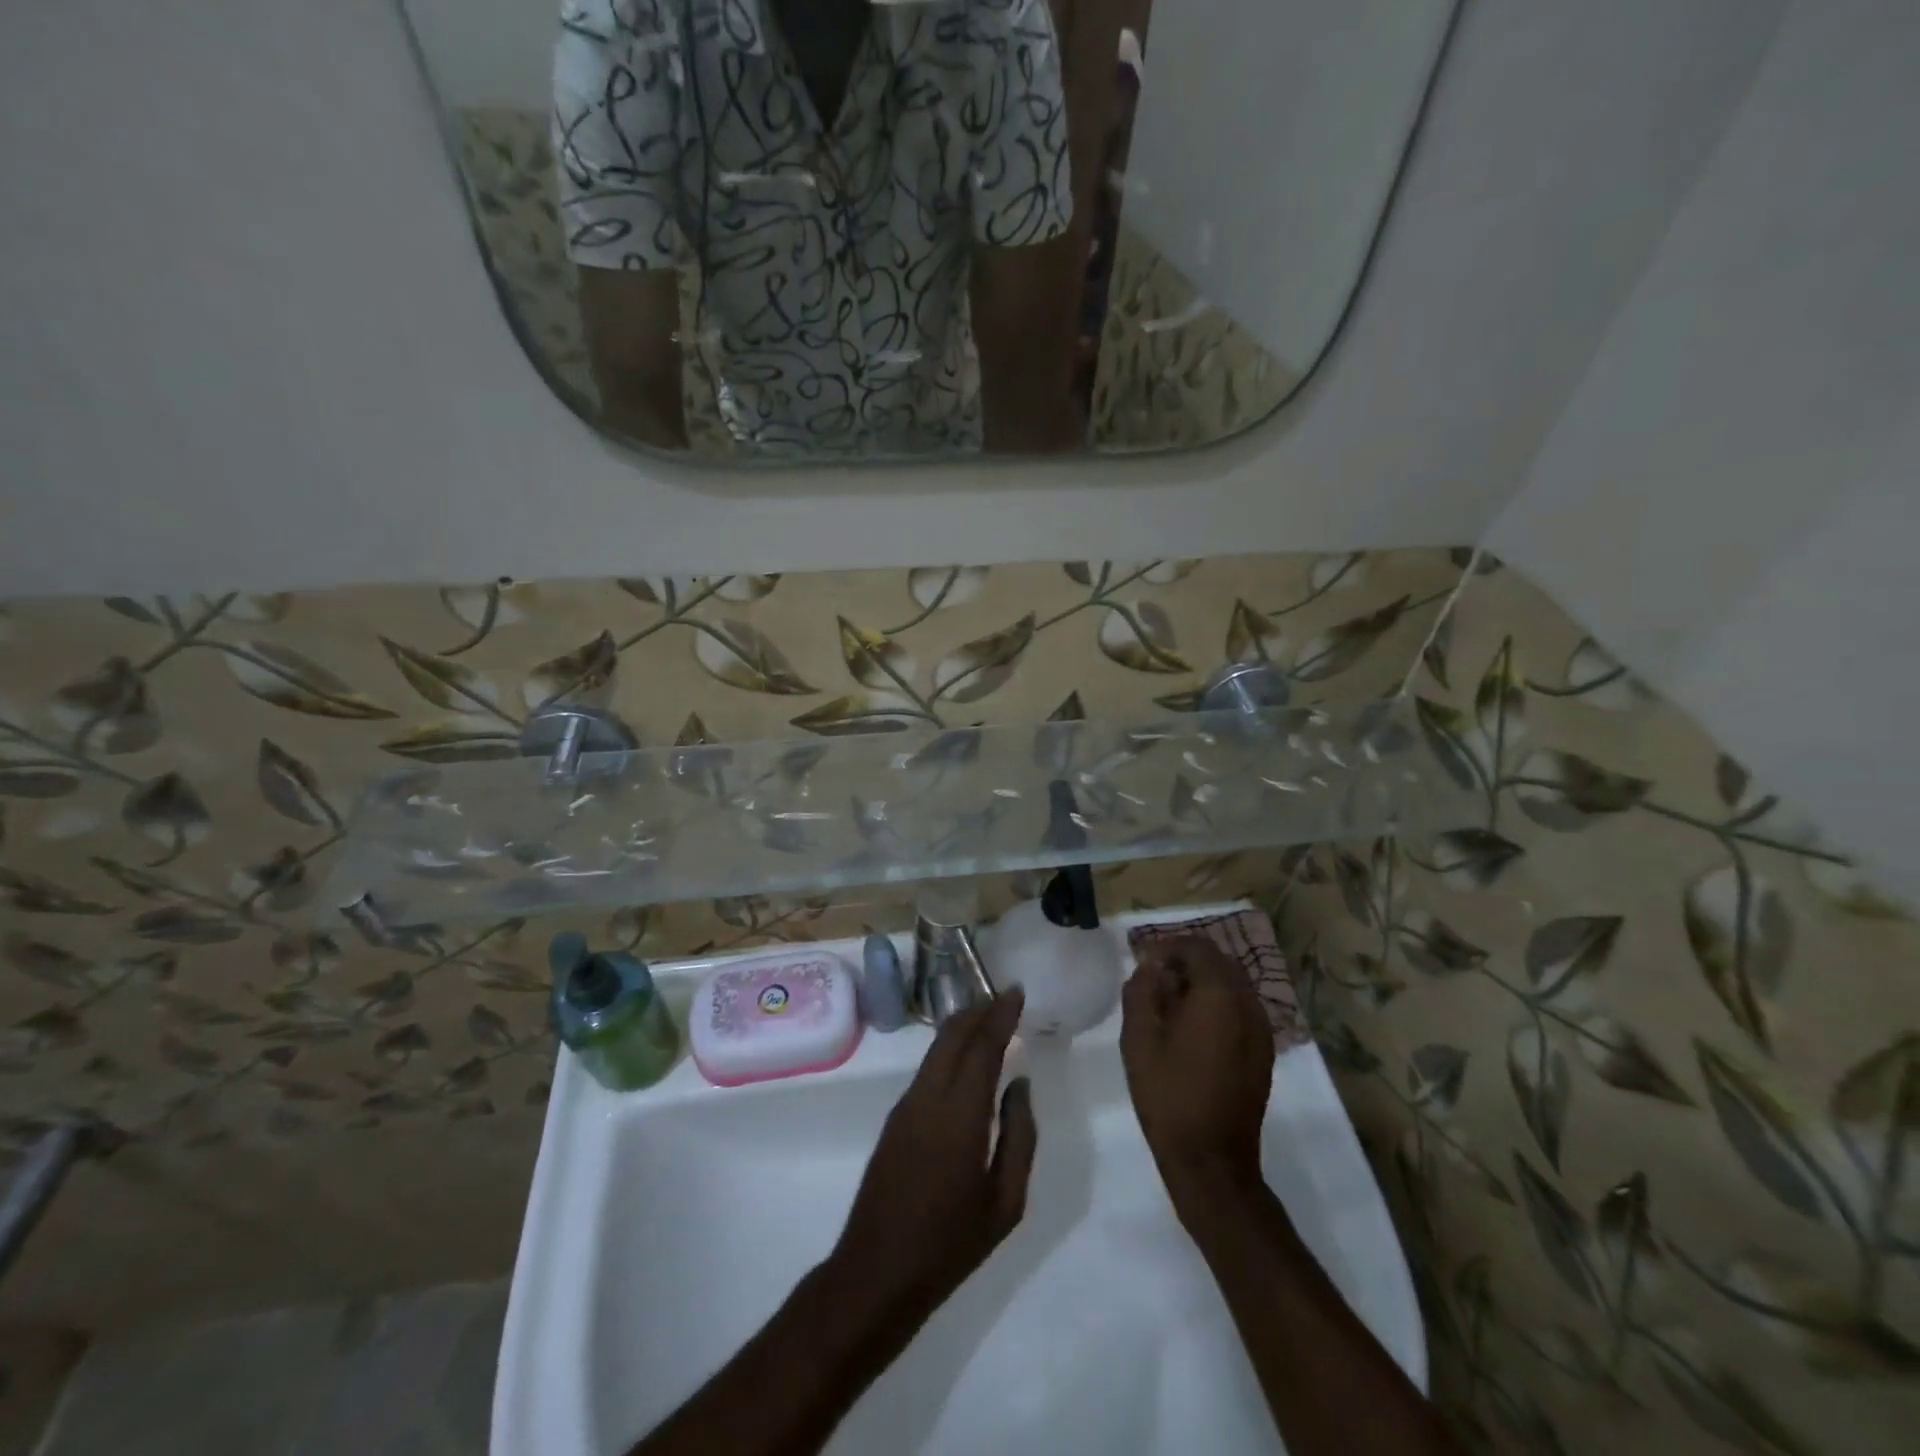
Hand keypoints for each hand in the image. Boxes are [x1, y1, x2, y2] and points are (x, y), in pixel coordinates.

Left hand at [830, 990, 1036, 1327]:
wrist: (877, 1272)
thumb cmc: (950, 1244)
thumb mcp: (1005, 1202)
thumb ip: (1019, 1137)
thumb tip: (1019, 1085)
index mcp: (960, 1115)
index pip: (982, 1046)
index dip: (1000, 1014)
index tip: (1017, 991)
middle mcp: (929, 1097)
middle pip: (952, 1035)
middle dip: (979, 1010)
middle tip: (1005, 999)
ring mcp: (906, 1106)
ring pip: (936, 1048)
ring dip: (962, 1028)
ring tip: (990, 1021)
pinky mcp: (895, 1118)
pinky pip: (927, 1069)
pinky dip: (949, 1051)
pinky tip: (966, 1061)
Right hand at [1121, 937, 1272, 1214]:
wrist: (1211, 1160)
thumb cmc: (1168, 1094)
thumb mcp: (1138, 1038)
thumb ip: (1142, 991)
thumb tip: (1151, 968)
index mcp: (1219, 995)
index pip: (1197, 948)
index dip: (1168, 947)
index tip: (1143, 962)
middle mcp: (1248, 1004)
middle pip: (1219, 963)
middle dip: (1186, 963)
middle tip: (1155, 980)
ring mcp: (1262, 1030)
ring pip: (1232, 986)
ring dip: (1203, 984)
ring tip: (1170, 1005)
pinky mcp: (1263, 1052)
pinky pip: (1240, 1010)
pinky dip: (1217, 1006)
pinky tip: (1192, 1030)